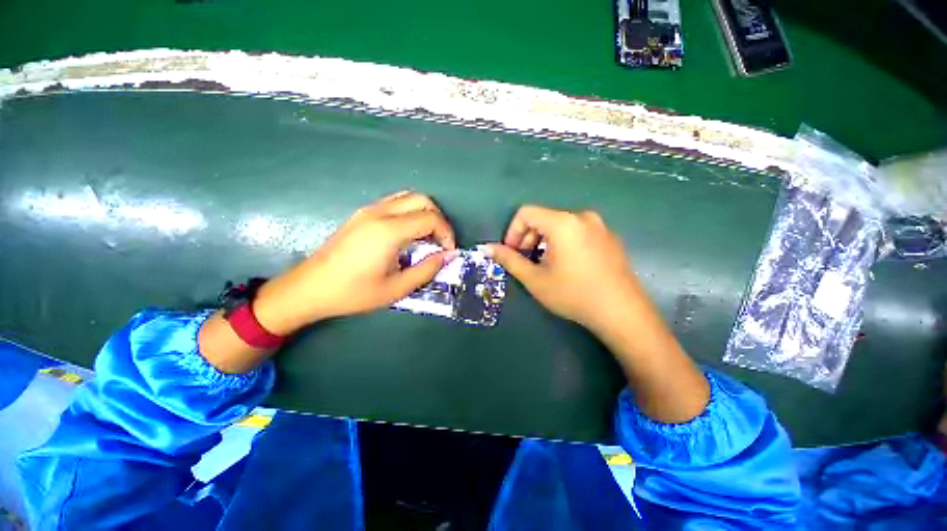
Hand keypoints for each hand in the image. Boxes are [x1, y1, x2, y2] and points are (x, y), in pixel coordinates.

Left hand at [253, 191, 455, 334]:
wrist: (310, 288)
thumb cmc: (354, 293)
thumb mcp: (397, 288)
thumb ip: (427, 269)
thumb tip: (449, 255)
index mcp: (389, 231)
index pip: (431, 218)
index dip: (446, 233)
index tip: (448, 251)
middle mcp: (380, 213)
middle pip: (422, 199)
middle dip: (439, 219)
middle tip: (440, 242)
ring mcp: (368, 210)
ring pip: (408, 197)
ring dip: (424, 213)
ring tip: (427, 237)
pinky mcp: (362, 214)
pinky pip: (394, 203)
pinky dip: (410, 212)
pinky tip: (408, 234)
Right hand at [486, 205, 709, 422]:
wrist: (622, 313)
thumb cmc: (573, 294)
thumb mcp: (536, 279)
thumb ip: (510, 260)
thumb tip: (489, 248)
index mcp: (563, 222)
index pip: (526, 213)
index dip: (512, 231)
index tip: (511, 252)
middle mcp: (582, 217)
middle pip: (543, 218)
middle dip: (527, 237)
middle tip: (525, 261)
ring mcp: (599, 226)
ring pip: (560, 225)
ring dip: (544, 241)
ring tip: (544, 265)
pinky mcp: (609, 238)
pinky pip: (577, 232)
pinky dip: (562, 243)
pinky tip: (566, 266)